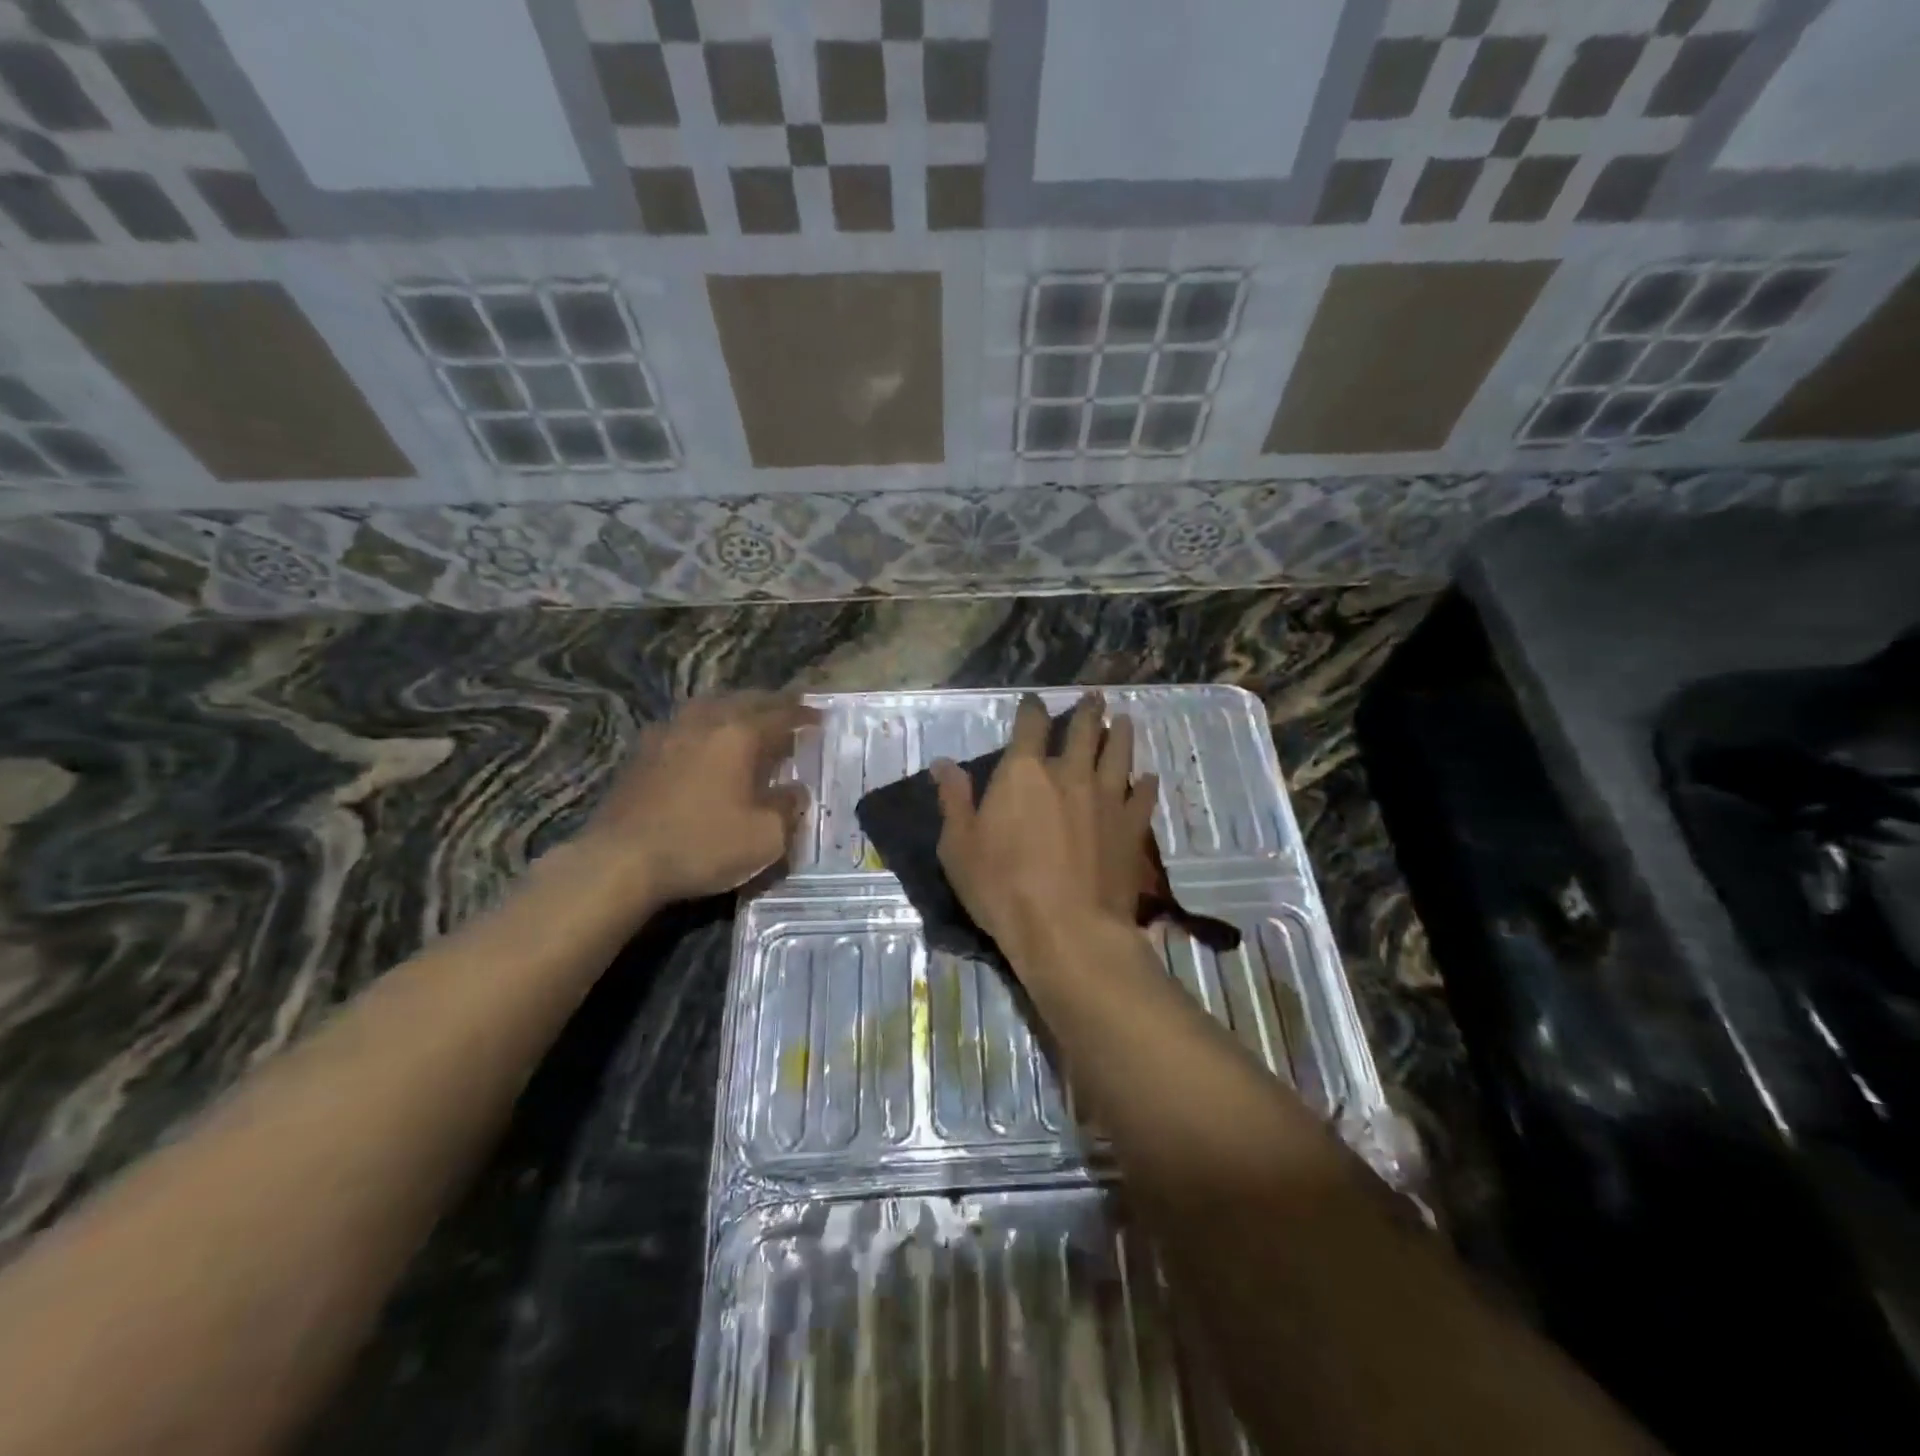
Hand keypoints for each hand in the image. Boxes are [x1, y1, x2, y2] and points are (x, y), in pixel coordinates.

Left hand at [578, 691, 819, 903]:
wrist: (620, 861)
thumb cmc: (702, 845)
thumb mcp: (765, 837)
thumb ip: (787, 808)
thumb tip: (795, 791)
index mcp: (739, 736)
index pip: (781, 715)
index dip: (804, 715)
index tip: (820, 717)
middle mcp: (704, 723)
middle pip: (744, 700)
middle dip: (771, 702)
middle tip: (789, 707)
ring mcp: (667, 734)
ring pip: (708, 706)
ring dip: (733, 707)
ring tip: (745, 716)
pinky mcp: (641, 754)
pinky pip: (682, 725)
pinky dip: (702, 726)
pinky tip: (700, 740)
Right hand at [931, 692, 1158, 968]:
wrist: (1067, 930)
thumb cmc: (1002, 888)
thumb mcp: (959, 847)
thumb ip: (954, 801)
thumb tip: (943, 764)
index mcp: (1024, 773)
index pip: (1030, 725)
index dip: (1032, 709)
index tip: (1034, 700)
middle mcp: (1069, 774)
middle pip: (1084, 730)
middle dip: (1088, 711)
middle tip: (1095, 696)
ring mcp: (1106, 798)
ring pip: (1118, 754)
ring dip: (1121, 733)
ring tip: (1125, 720)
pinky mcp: (1131, 828)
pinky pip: (1142, 796)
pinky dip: (1145, 784)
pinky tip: (1148, 778)